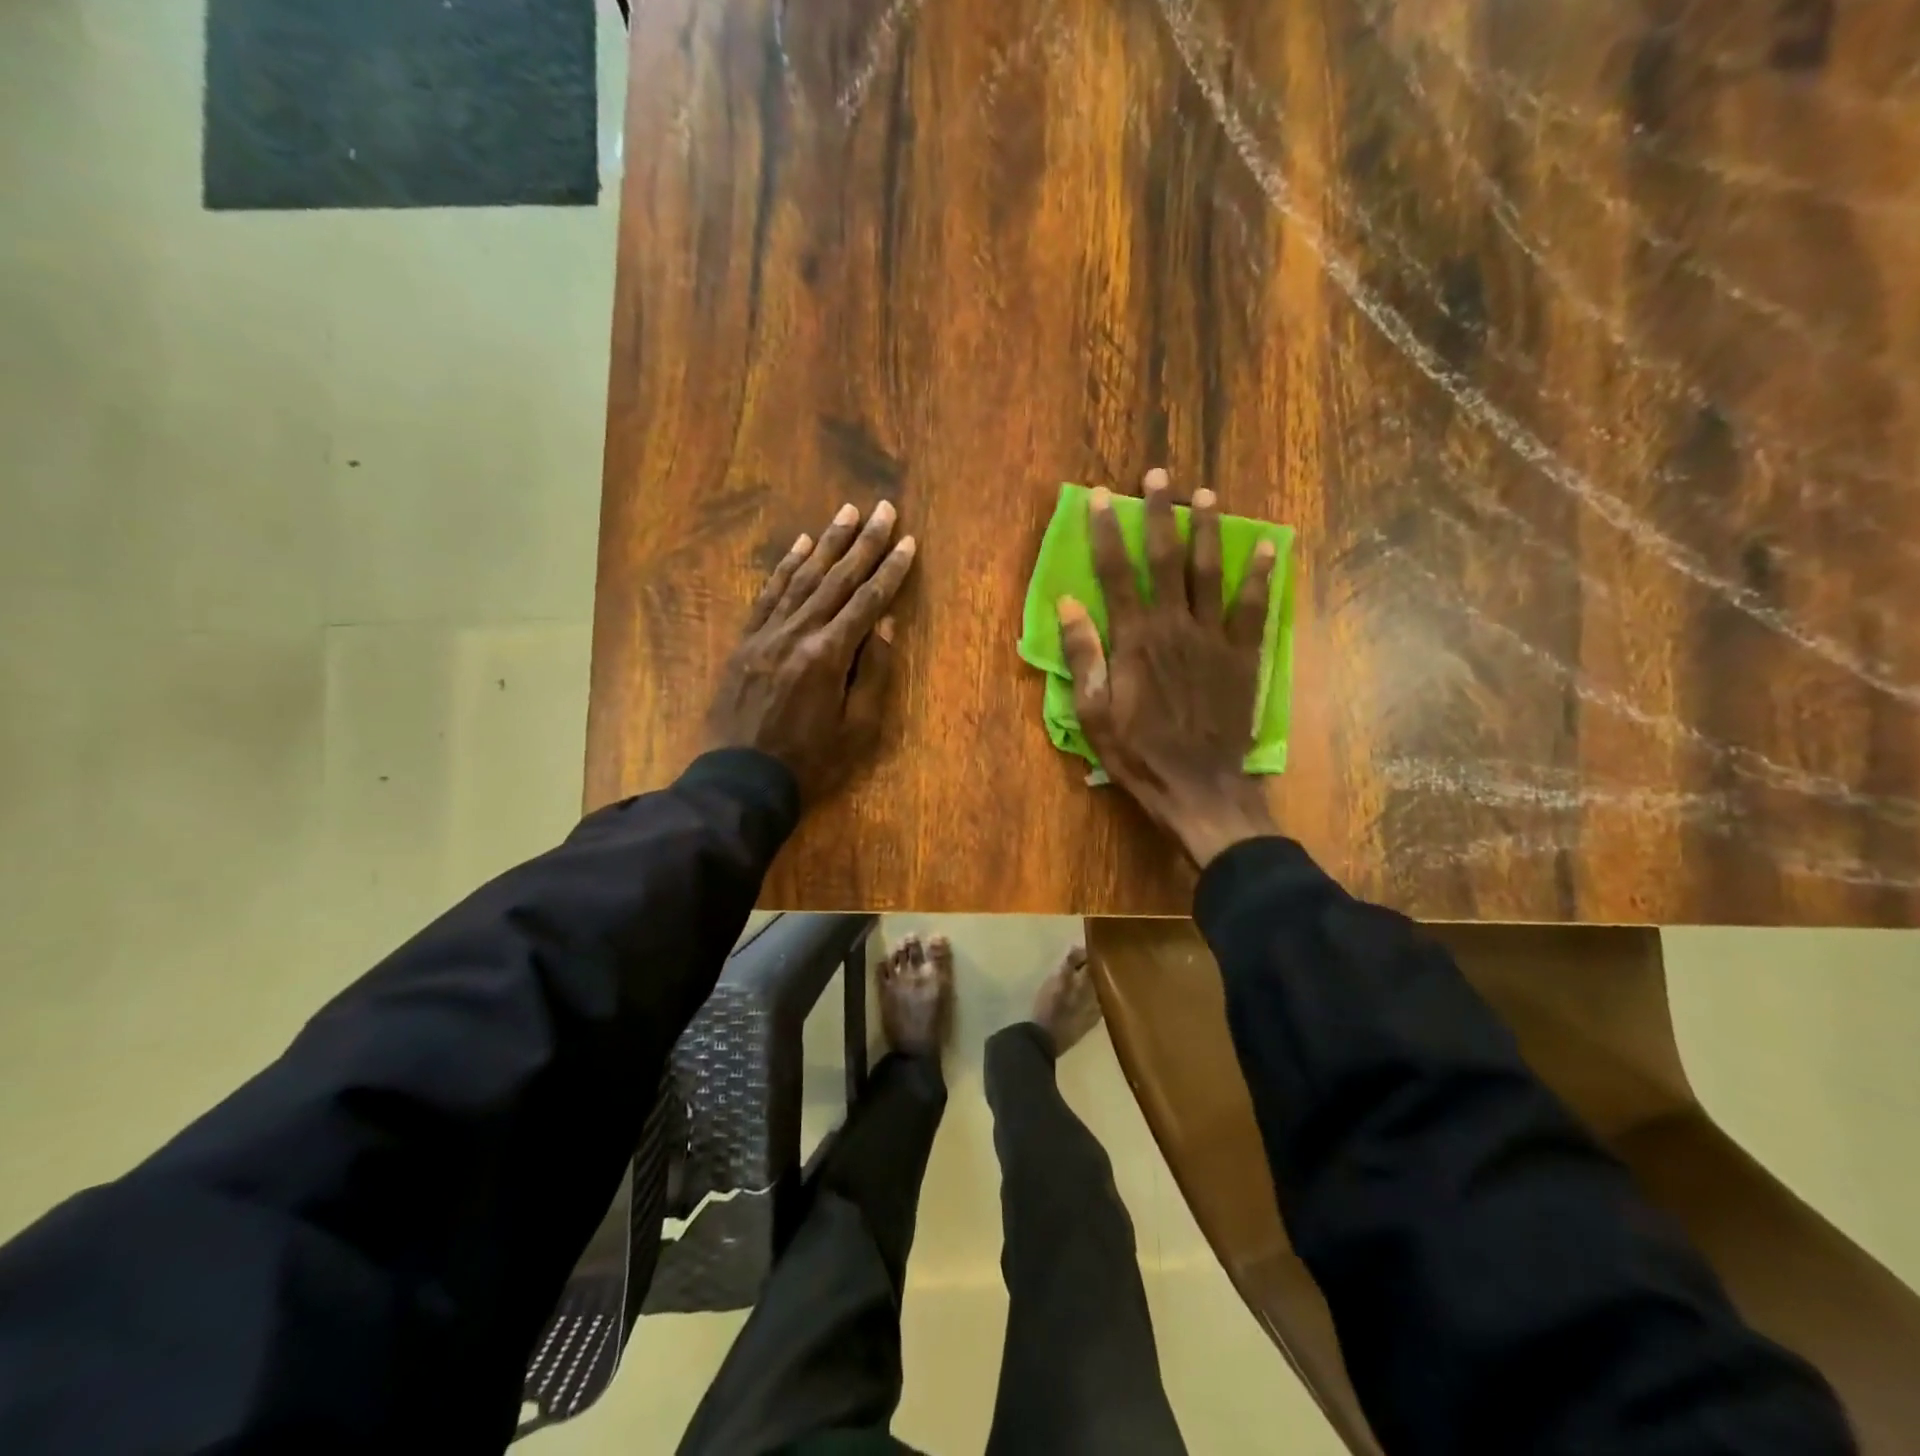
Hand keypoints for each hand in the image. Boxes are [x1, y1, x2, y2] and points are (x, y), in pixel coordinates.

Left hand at [703, 500, 916, 803]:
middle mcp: (798, 634)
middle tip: (883, 509)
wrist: (740, 780)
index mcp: (829, 656)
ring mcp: (767, 634)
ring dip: (827, 543)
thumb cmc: (809, 762)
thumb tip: (884, 626)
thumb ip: (873, 675)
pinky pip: (768, 595)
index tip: (908, 541)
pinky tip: (800, 545)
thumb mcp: (856, 729)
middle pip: (837, 579)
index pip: (868, 602)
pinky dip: (785, 568)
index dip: (891, 571)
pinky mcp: (745, 641)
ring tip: (847, 512)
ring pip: (802, 578)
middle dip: (864, 543)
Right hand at [1056, 468, 1278, 867]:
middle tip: (1159, 476)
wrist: (1199, 786)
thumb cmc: (1138, 753)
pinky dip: (1260, 576)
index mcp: (1135, 640)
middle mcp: (1174, 626)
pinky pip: (1253, 608)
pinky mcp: (1243, 656)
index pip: (1116, 573)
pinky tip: (1268, 546)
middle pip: (1166, 560)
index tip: (1102, 497)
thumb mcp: (1093, 713)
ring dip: (1207, 531)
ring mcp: (1213, 638)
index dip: (1107, 532)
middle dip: (1159, 515)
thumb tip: (1067, 603)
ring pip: (1210, 573)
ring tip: (1206, 495)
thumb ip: (1083, 655)